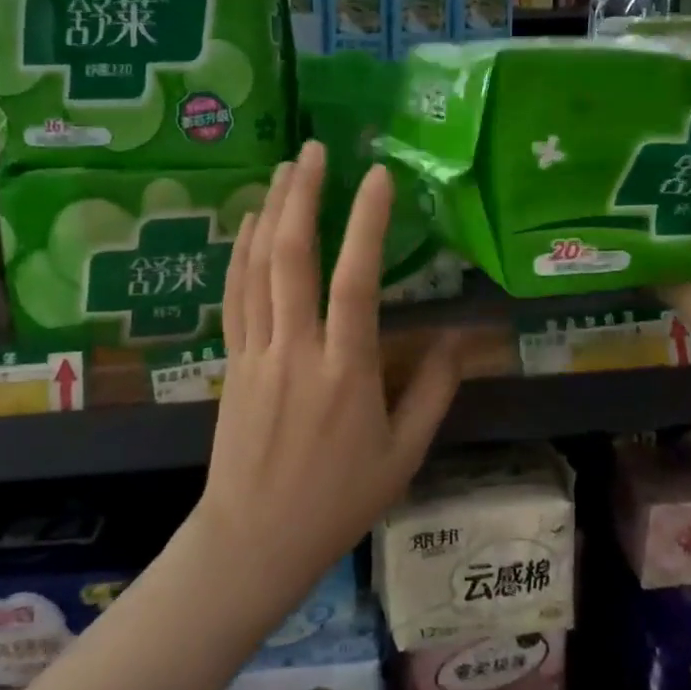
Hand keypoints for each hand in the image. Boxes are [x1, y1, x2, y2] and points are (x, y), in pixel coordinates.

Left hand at [197, 142, 462, 609]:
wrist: (254, 540)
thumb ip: (433, 392)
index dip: (365, 223)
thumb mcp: (403, 456)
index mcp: (346, 373)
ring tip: (285, 168)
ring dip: (270, 212)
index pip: (356, 282)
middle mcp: (297, 351)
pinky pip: (234, 295)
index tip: (377, 176)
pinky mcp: (232, 361)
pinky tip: (251, 223)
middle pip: (292, 258)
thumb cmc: (338, 502)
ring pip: (257, 268)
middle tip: (314, 149)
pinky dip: (242, 253)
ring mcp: (256, 353)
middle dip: (303, 196)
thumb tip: (458, 338)